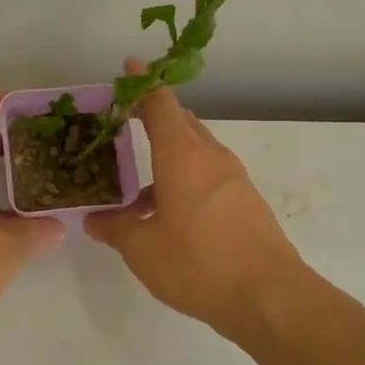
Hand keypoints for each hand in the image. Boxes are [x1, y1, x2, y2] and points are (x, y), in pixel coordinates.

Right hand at [84, 64, 303, 338]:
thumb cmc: (198, 263)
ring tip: (137, 191)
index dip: (142, 85)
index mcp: (182, 155)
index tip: (129, 68)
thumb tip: (95, 221)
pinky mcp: (246, 202)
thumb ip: (116, 229)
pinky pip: (209, 178)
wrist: (268, 295)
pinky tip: (168, 217)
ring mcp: (234, 179)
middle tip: (124, 130)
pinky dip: (185, 182)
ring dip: (168, 160)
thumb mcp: (143, 249)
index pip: (160, 104)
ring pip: (196, 153)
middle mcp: (211, 157)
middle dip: (154, 121)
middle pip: (182, 124)